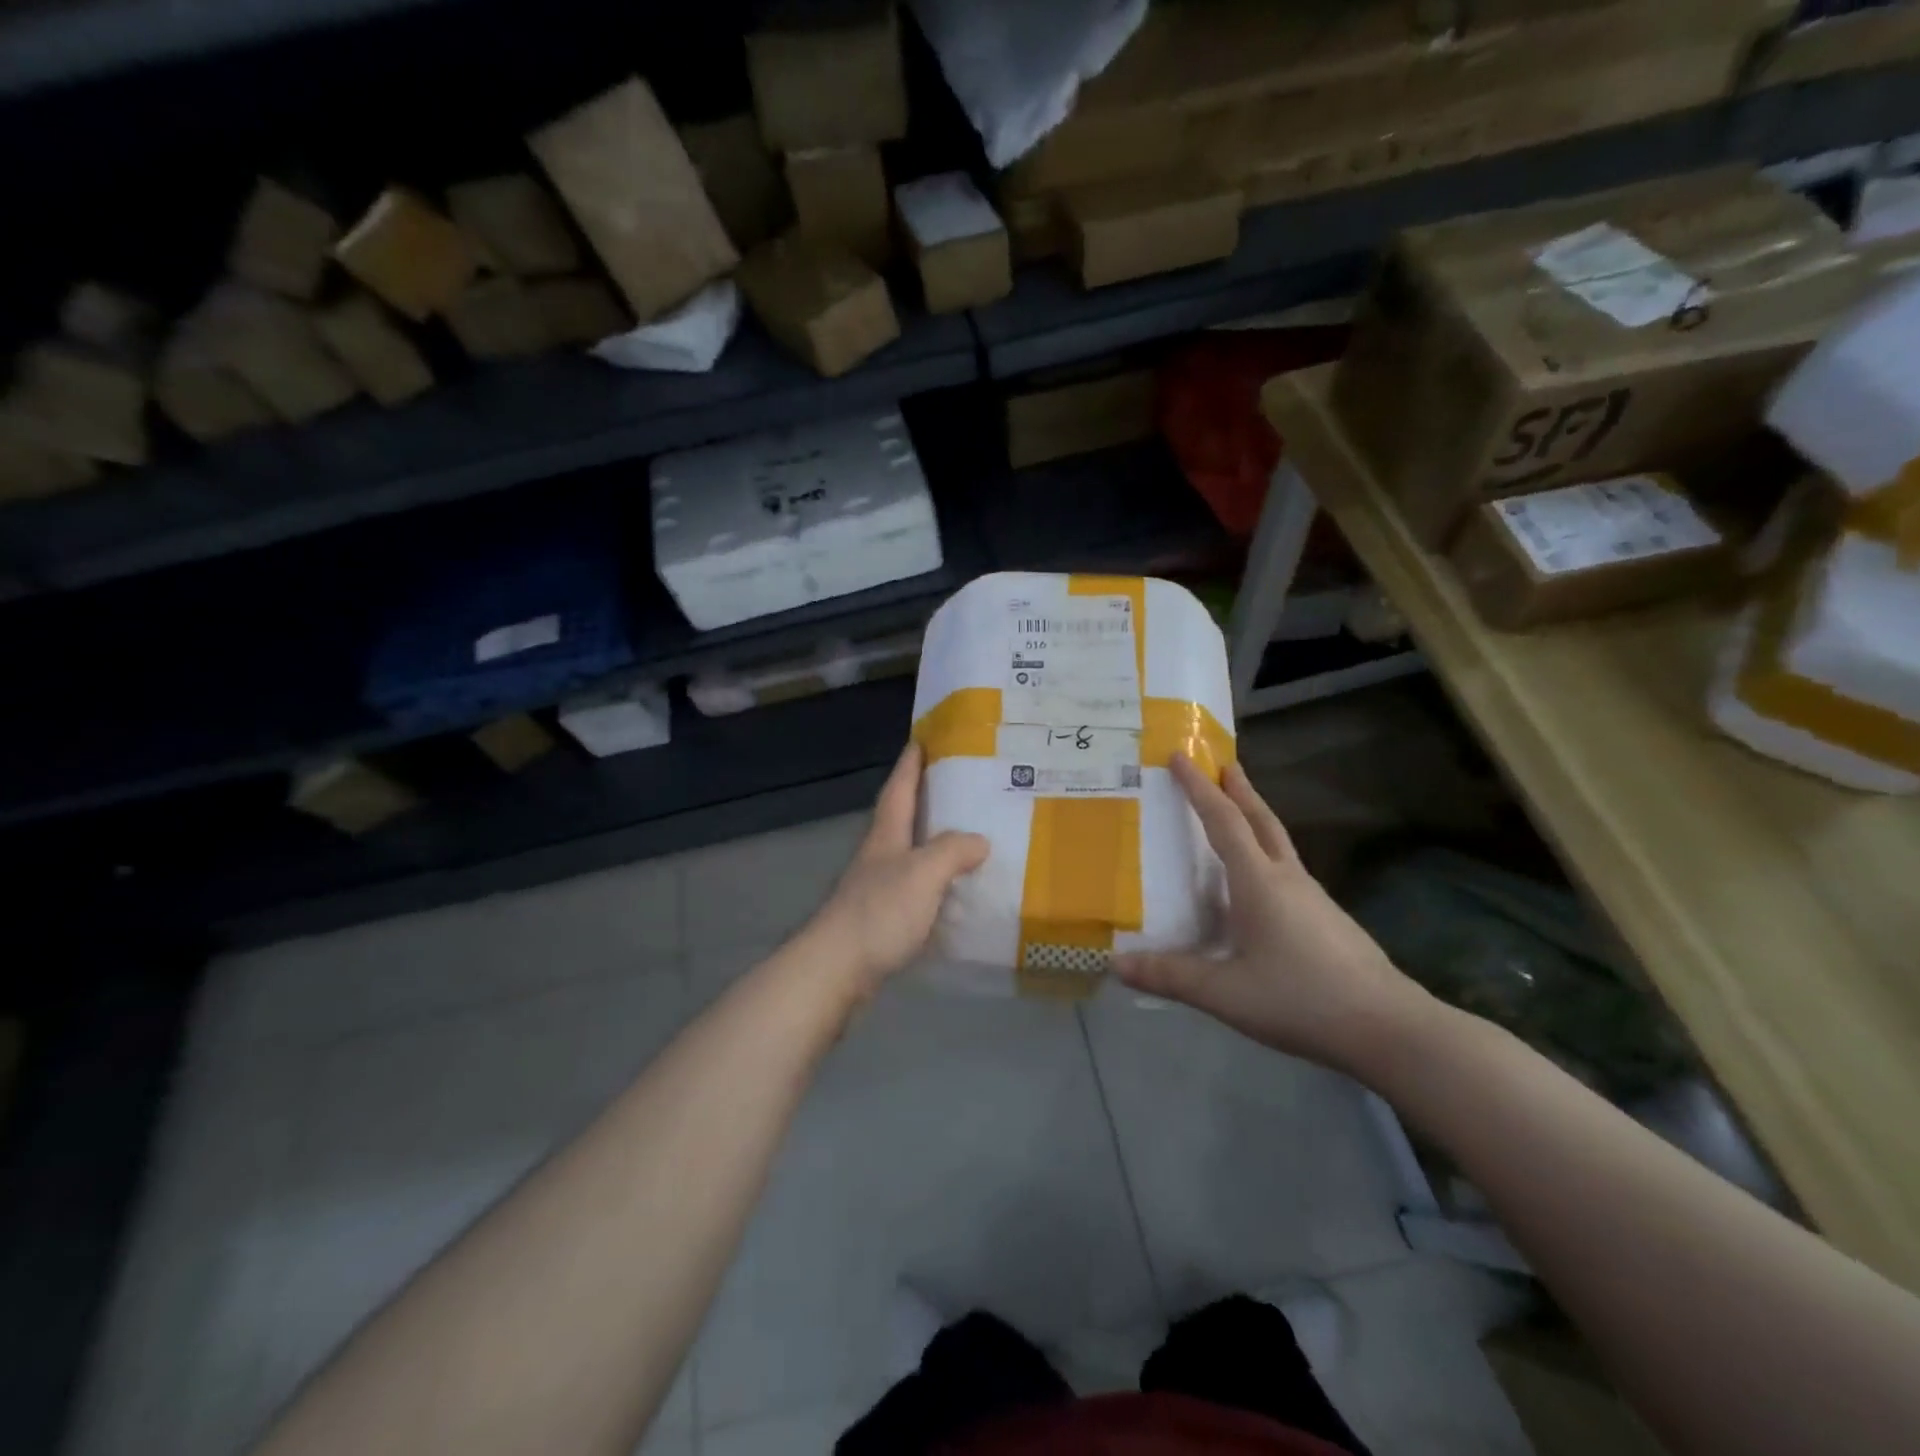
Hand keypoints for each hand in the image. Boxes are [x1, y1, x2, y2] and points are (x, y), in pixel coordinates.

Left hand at [791, 742, 988, 1004]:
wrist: (836, 969)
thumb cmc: (879, 912)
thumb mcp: (923, 872)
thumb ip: (953, 851)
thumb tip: (980, 841)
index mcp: (886, 836)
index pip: (899, 789)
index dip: (910, 764)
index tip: (922, 739)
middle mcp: (879, 856)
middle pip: (901, 819)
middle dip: (924, 800)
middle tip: (958, 788)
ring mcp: (876, 889)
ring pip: (908, 855)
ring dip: (931, 843)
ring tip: (966, 839)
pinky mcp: (880, 920)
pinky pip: (914, 890)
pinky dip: (934, 884)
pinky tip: (953, 894)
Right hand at [1114, 755, 1431, 1073]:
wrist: (1389, 1028)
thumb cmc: (1301, 999)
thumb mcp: (1226, 993)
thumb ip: (1171, 976)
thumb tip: (1116, 963)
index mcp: (1258, 882)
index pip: (1223, 821)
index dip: (1198, 788)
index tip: (1179, 756)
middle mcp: (1287, 878)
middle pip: (1261, 819)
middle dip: (1238, 788)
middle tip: (1222, 763)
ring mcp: (1313, 897)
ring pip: (1278, 842)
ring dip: (1255, 817)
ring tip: (1237, 812)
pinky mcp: (1328, 918)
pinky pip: (1288, 869)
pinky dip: (1266, 853)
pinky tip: (1261, 881)